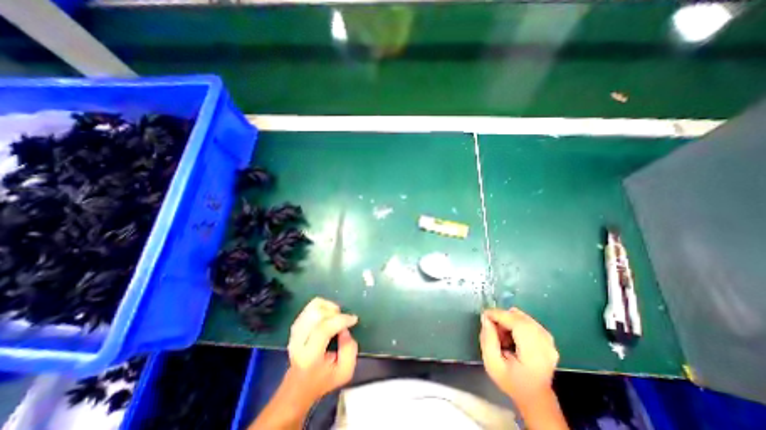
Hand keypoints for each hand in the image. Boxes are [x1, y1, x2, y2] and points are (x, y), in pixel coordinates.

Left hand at [286, 297, 360, 401]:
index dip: (341, 320)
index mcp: (309, 357)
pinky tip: (328, 315)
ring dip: (329, 307)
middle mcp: (298, 342)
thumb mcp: (345, 372)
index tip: (354, 319)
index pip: (323, 329)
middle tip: (344, 320)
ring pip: (313, 307)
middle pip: (317, 314)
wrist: (298, 386)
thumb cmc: (323, 380)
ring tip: (336, 316)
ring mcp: (294, 332)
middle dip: (335, 312)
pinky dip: (323, 306)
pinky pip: (310, 307)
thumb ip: (350, 350)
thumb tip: (345, 330)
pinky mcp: (295, 325)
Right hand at [480, 308, 560, 404]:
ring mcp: (549, 340)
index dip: (499, 315)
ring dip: (508, 319)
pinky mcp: (548, 337)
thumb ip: (487, 340)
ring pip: (523, 317)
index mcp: (534, 355)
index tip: (484, 315)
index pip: (517, 324)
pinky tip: (511, 333)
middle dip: (502, 317)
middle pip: (520, 318)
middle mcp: (546, 345)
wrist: (534, 396)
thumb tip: (485, 318)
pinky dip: (515, 321)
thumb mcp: (492, 364)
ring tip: (501, 333)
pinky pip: (528, 320)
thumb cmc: (511, 381)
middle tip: (491, 326)